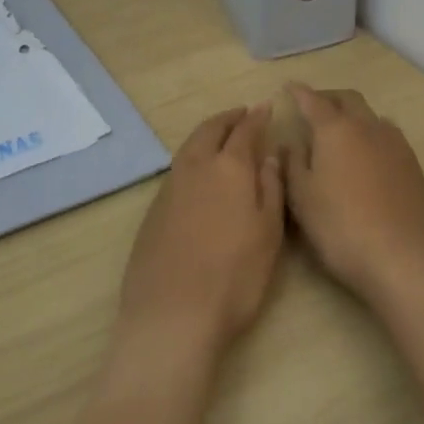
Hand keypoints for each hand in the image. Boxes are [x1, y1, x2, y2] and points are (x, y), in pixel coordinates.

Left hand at [117, 105, 284, 362]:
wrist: (172, 315)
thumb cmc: (234, 276)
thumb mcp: (268, 233)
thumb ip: (270, 187)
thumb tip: (270, 154)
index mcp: (229, 168)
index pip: (244, 131)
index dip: (256, 118)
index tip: (265, 107)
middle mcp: (195, 168)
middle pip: (210, 130)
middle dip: (228, 118)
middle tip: (242, 114)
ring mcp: (169, 188)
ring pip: (189, 147)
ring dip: (207, 135)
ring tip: (221, 137)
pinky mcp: (153, 211)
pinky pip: (177, 169)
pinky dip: (192, 158)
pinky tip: (199, 174)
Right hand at [280, 84, 423, 305]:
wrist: (403, 260)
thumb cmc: (341, 228)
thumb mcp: (302, 198)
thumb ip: (293, 164)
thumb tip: (291, 143)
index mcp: (336, 130)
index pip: (314, 101)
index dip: (299, 93)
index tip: (289, 87)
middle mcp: (369, 127)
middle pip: (348, 99)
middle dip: (329, 97)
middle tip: (313, 106)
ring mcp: (396, 145)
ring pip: (372, 116)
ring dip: (354, 115)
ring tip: (341, 131)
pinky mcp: (414, 166)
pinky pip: (388, 137)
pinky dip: (371, 135)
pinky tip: (366, 157)